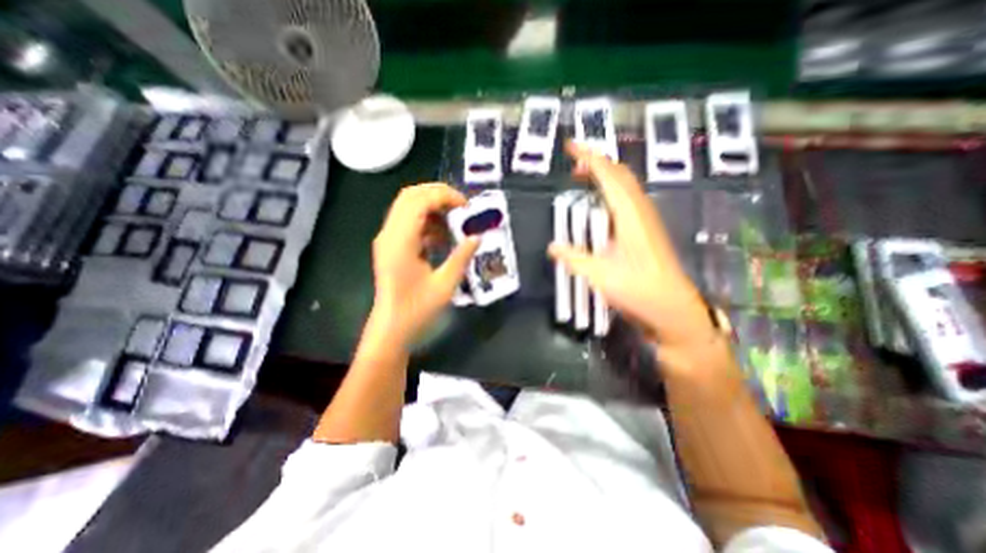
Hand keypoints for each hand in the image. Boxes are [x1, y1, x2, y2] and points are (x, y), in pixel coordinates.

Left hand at [368, 183, 479, 348]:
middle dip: (438, 195)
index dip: (444, 196)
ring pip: (408, 207)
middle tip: (461, 207)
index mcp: (401, 241)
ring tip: (455, 223)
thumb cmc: (417, 310)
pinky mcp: (391, 246)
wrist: (392, 327)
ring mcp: (388, 239)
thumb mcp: (445, 284)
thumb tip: (477, 237)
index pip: (419, 201)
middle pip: (410, 196)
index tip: (466, 206)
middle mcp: (390, 234)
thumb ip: (461, 257)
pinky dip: (427, 222)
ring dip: (433, 208)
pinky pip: (408, 222)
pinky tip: (443, 238)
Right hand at [546, 144, 716, 356]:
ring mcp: (646, 220)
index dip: (589, 158)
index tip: (570, 147)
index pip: (609, 176)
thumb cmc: (639, 291)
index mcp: (630, 216)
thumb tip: (553, 247)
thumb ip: (575, 258)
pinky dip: (612, 191)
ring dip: (605, 175)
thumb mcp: (600, 276)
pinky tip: (602, 203)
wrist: (673, 310)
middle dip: (597, 162)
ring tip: (584, 177)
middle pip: (621, 174)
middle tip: (573, 163)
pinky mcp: (647, 230)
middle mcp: (640, 211)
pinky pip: (628, 199)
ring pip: (626, 185)